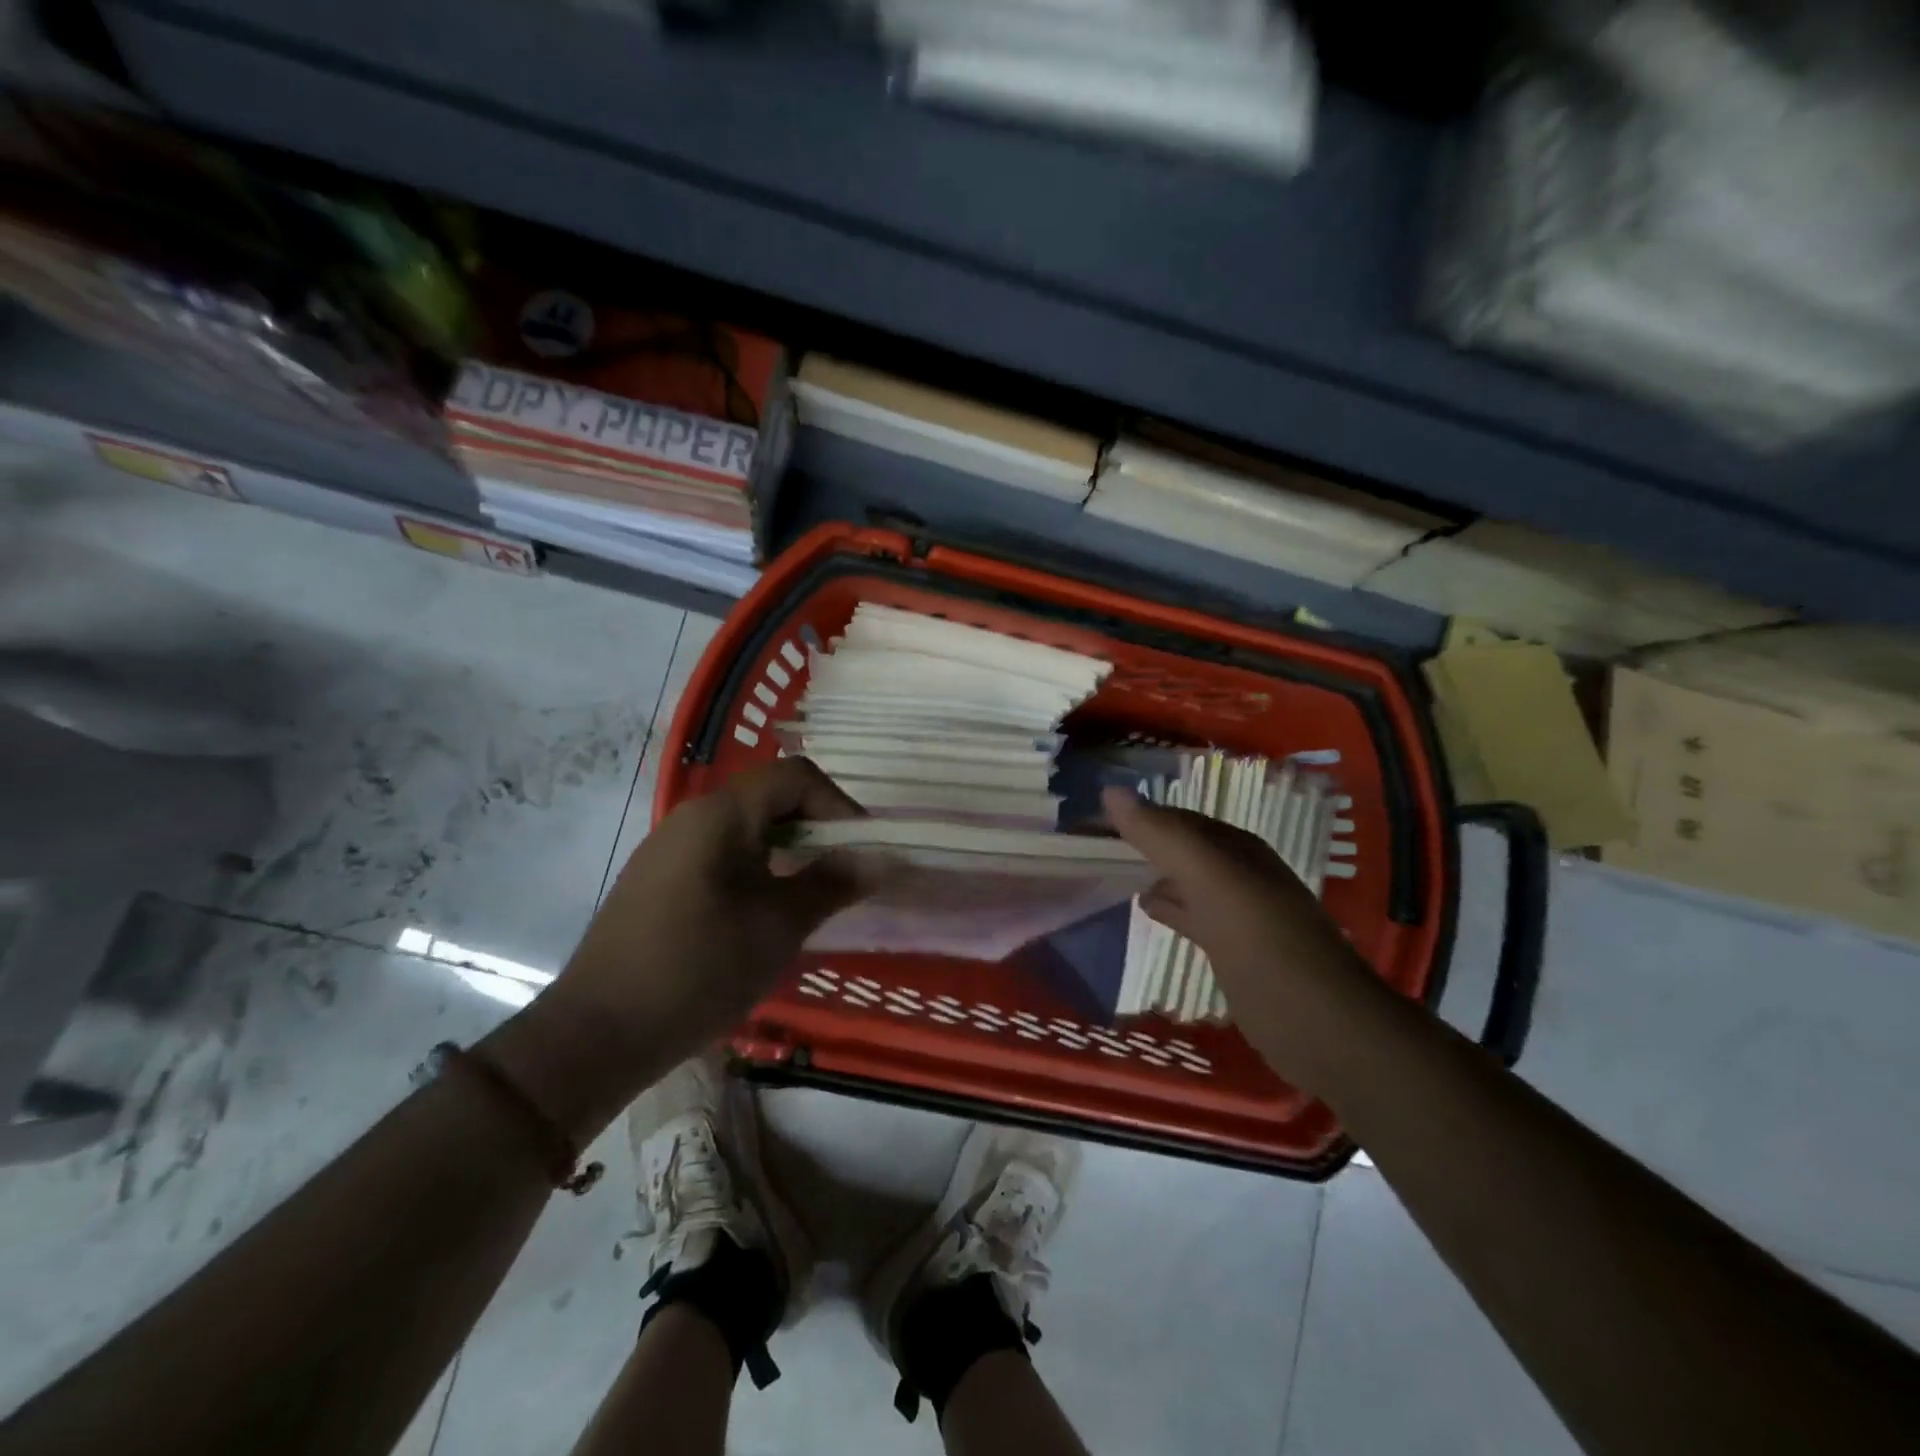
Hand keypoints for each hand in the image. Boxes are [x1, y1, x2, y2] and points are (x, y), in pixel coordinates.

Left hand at [487, 759, 867, 1140]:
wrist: (597, 1034)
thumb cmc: (699, 969)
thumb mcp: (779, 925)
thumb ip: (833, 882)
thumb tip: (882, 858)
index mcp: (721, 814)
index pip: (796, 776)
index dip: (839, 804)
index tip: (863, 850)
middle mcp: (692, 817)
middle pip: (770, 796)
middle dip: (817, 826)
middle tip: (845, 872)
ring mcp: (669, 848)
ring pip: (746, 827)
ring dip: (788, 849)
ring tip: (811, 893)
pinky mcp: (657, 880)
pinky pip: (721, 854)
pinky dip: (757, 868)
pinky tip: (764, 913)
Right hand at [1104, 786, 1386, 1093]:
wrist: (1319, 1024)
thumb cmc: (1263, 942)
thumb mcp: (1211, 879)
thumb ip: (1163, 836)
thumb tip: (1110, 791)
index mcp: (1237, 848)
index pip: (1177, 817)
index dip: (1136, 814)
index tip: (1090, 818)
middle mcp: (1238, 873)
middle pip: (1180, 847)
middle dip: (1141, 841)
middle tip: (1090, 842)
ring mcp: (1237, 912)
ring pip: (1184, 879)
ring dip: (1152, 871)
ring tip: (1109, 869)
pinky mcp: (1232, 948)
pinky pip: (1190, 913)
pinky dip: (1166, 905)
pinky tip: (1145, 908)